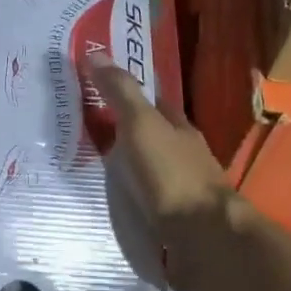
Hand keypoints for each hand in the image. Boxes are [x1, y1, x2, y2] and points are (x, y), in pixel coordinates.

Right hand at [86, 51, 241, 290]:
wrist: (204, 238)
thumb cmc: (171, 174)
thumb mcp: (141, 125)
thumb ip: (121, 93)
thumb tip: (95, 52)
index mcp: (180, 129)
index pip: (155, 103)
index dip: (130, 94)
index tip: (100, 90)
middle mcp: (185, 156)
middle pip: (153, 138)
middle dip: (126, 134)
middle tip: (87, 133)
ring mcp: (183, 191)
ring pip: (151, 171)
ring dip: (128, 169)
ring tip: (93, 171)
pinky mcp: (177, 222)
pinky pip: (148, 201)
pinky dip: (132, 198)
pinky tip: (115, 204)